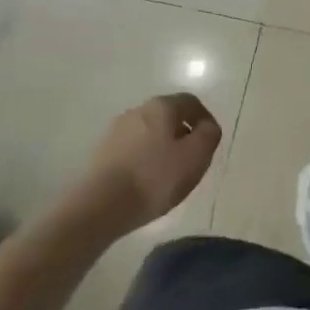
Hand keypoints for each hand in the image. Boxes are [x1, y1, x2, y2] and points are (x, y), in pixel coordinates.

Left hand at [85, 93, 223, 228]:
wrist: (99, 207)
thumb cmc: (154, 178)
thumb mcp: (196, 156)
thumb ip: (208, 135)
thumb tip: (207, 127)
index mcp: (162, 106)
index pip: (191, 102)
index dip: (204, 120)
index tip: (210, 142)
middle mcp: (137, 111)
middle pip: (168, 116)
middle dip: (182, 134)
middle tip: (191, 159)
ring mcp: (115, 131)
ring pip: (148, 133)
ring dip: (161, 147)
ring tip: (168, 174)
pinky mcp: (101, 153)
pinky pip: (132, 150)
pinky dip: (143, 160)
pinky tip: (145, 182)